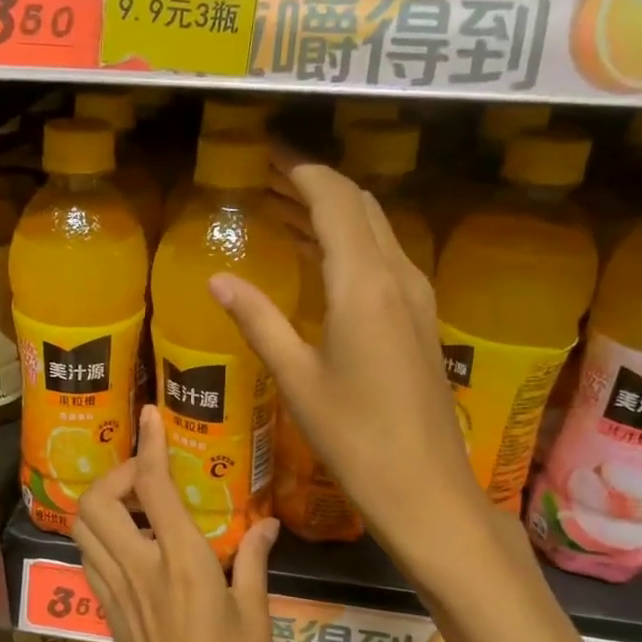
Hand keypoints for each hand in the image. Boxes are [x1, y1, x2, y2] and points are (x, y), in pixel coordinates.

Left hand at [70, 406, 278, 641]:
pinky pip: (89, 560)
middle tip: (148, 478)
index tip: (150, 414)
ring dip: (102, 504)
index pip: (154, 486)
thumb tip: (266, 522)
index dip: (150, 443)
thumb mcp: (256, 614)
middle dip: (115, 474)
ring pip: (83, 528)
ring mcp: (116, 593)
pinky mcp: (107, 614)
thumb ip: (254, 558)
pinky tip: (131, 545)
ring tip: (137, 506)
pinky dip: (100, 537)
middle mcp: (139, 569)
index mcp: (182, 562)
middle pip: (96, 501)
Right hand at [214, 154, 485, 567]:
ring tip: (285, 211)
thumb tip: (217, 278)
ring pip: (376, 230)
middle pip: (359, 206)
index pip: (335, 200)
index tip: (268, 156)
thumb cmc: (353, 435)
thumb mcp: (297, 377)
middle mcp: (397, 277)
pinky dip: (350, 243)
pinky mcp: (420, 320)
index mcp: (363, 284)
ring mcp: (416, 297)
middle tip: (268, 181)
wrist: (424, 485)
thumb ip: (257, 320)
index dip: (302, 171)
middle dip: (315, 185)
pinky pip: (384, 259)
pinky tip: (322, 261)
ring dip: (334, 213)